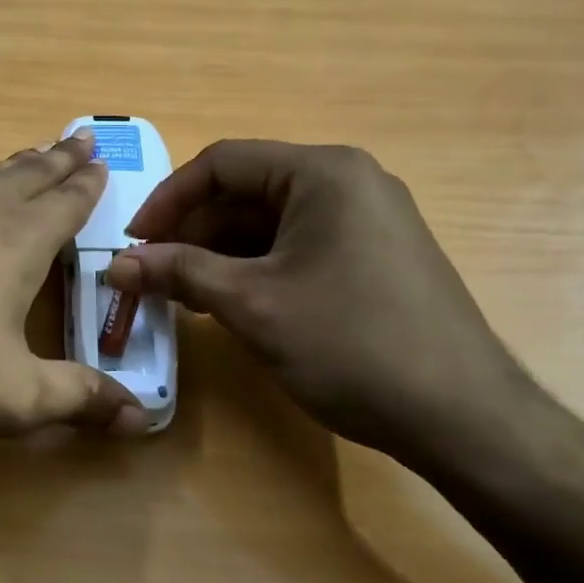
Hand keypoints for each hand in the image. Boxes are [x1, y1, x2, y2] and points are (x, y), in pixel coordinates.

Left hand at [0, 130, 147, 440]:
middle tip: (80, 138)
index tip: (103, 160)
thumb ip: (79, 400)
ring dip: (6, 164)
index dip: (89, 184)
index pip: (68, 204)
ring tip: (28, 150)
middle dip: (58, 160)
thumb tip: (142, 416)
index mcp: (18, 242)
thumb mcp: (12, 398)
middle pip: (28, 176)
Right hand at [104, 141, 535, 462]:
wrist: (465, 419)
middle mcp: (348, 181)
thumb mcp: (252, 305)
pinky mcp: (374, 253)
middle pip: (246, 190)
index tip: (134, 242)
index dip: (168, 199)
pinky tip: (229, 300)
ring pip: (270, 220)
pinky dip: (256, 266)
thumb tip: (118, 266)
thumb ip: (180, 273)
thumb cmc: (352, 345)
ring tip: (183, 294)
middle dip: (193, 230)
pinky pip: (298, 243)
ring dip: (220, 252)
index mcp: (323, 172)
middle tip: (153, 273)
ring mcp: (367, 217)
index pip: (222, 163)